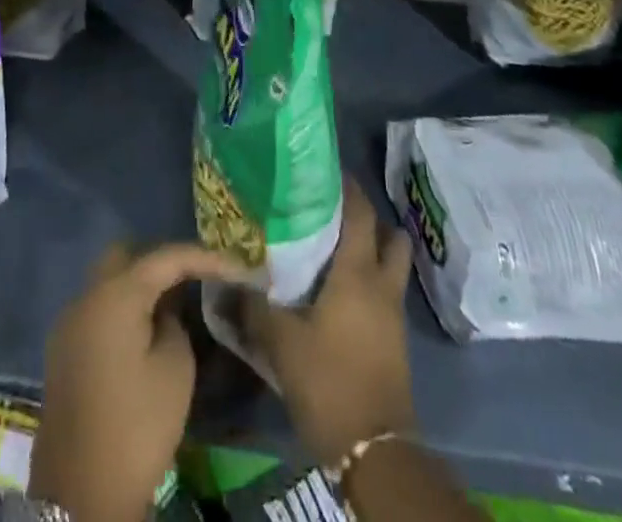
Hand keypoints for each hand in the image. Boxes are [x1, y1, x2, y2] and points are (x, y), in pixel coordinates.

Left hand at [33, 242, 246, 521]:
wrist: (80, 495)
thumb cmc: (136, 427)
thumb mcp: (175, 370)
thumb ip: (175, 322)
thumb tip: (166, 310)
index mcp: (115, 294)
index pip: (166, 257)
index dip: (204, 257)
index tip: (235, 266)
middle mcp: (86, 296)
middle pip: (128, 255)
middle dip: (163, 259)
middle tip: (195, 276)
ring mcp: (69, 322)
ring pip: (109, 281)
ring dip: (140, 283)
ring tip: (176, 300)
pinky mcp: (63, 350)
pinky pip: (98, 308)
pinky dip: (123, 306)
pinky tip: (146, 327)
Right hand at [242, 182, 417, 464]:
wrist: (373, 451)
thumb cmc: (328, 380)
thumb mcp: (280, 342)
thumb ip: (253, 307)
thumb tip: (227, 281)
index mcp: (357, 272)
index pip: (360, 212)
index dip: (347, 187)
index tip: (325, 171)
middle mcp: (381, 284)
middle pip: (390, 235)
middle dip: (368, 218)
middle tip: (334, 211)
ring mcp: (393, 314)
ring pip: (392, 265)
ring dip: (374, 251)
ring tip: (337, 248)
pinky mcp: (395, 340)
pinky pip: (386, 293)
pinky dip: (371, 281)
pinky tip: (341, 292)